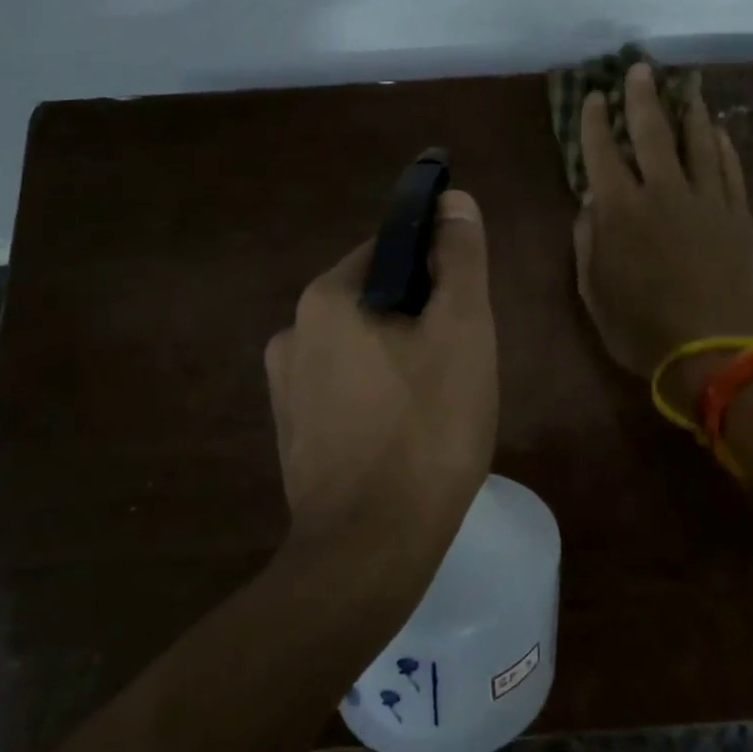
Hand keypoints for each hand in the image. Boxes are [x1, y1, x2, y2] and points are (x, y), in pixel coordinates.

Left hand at [265, 190, 498, 567]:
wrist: (371, 550)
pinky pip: (345, 391)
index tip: (466, 309)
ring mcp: (286, 389)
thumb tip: (453, 201)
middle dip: (420, 320)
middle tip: (461, 363)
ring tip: (439, 403)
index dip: (436, 270)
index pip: (390, 252)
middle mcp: (293, 333)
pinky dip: (378, 396)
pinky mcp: (293, 434)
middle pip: (374, 301)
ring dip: (400, 359)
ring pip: (361, 349)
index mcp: (327, 299)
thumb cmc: (427, 430)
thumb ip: (459, 259)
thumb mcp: (462, 332)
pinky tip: (405, 434)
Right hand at [573, 64, 752, 379]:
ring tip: (685, 89)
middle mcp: (663, 193)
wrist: (712, 351)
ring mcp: (707, 201)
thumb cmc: (640, 328)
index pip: (602, 153)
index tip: (594, 97)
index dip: (595, 122)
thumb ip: (588, 240)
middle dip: (642, 97)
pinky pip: (730, 170)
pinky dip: (723, 146)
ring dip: (688, 112)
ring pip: (697, 143)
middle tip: (640, 70)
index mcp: (620, 211)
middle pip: (652, 133)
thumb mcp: (593, 290)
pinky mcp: (739, 216)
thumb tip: (590, 202)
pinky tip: (718, 131)